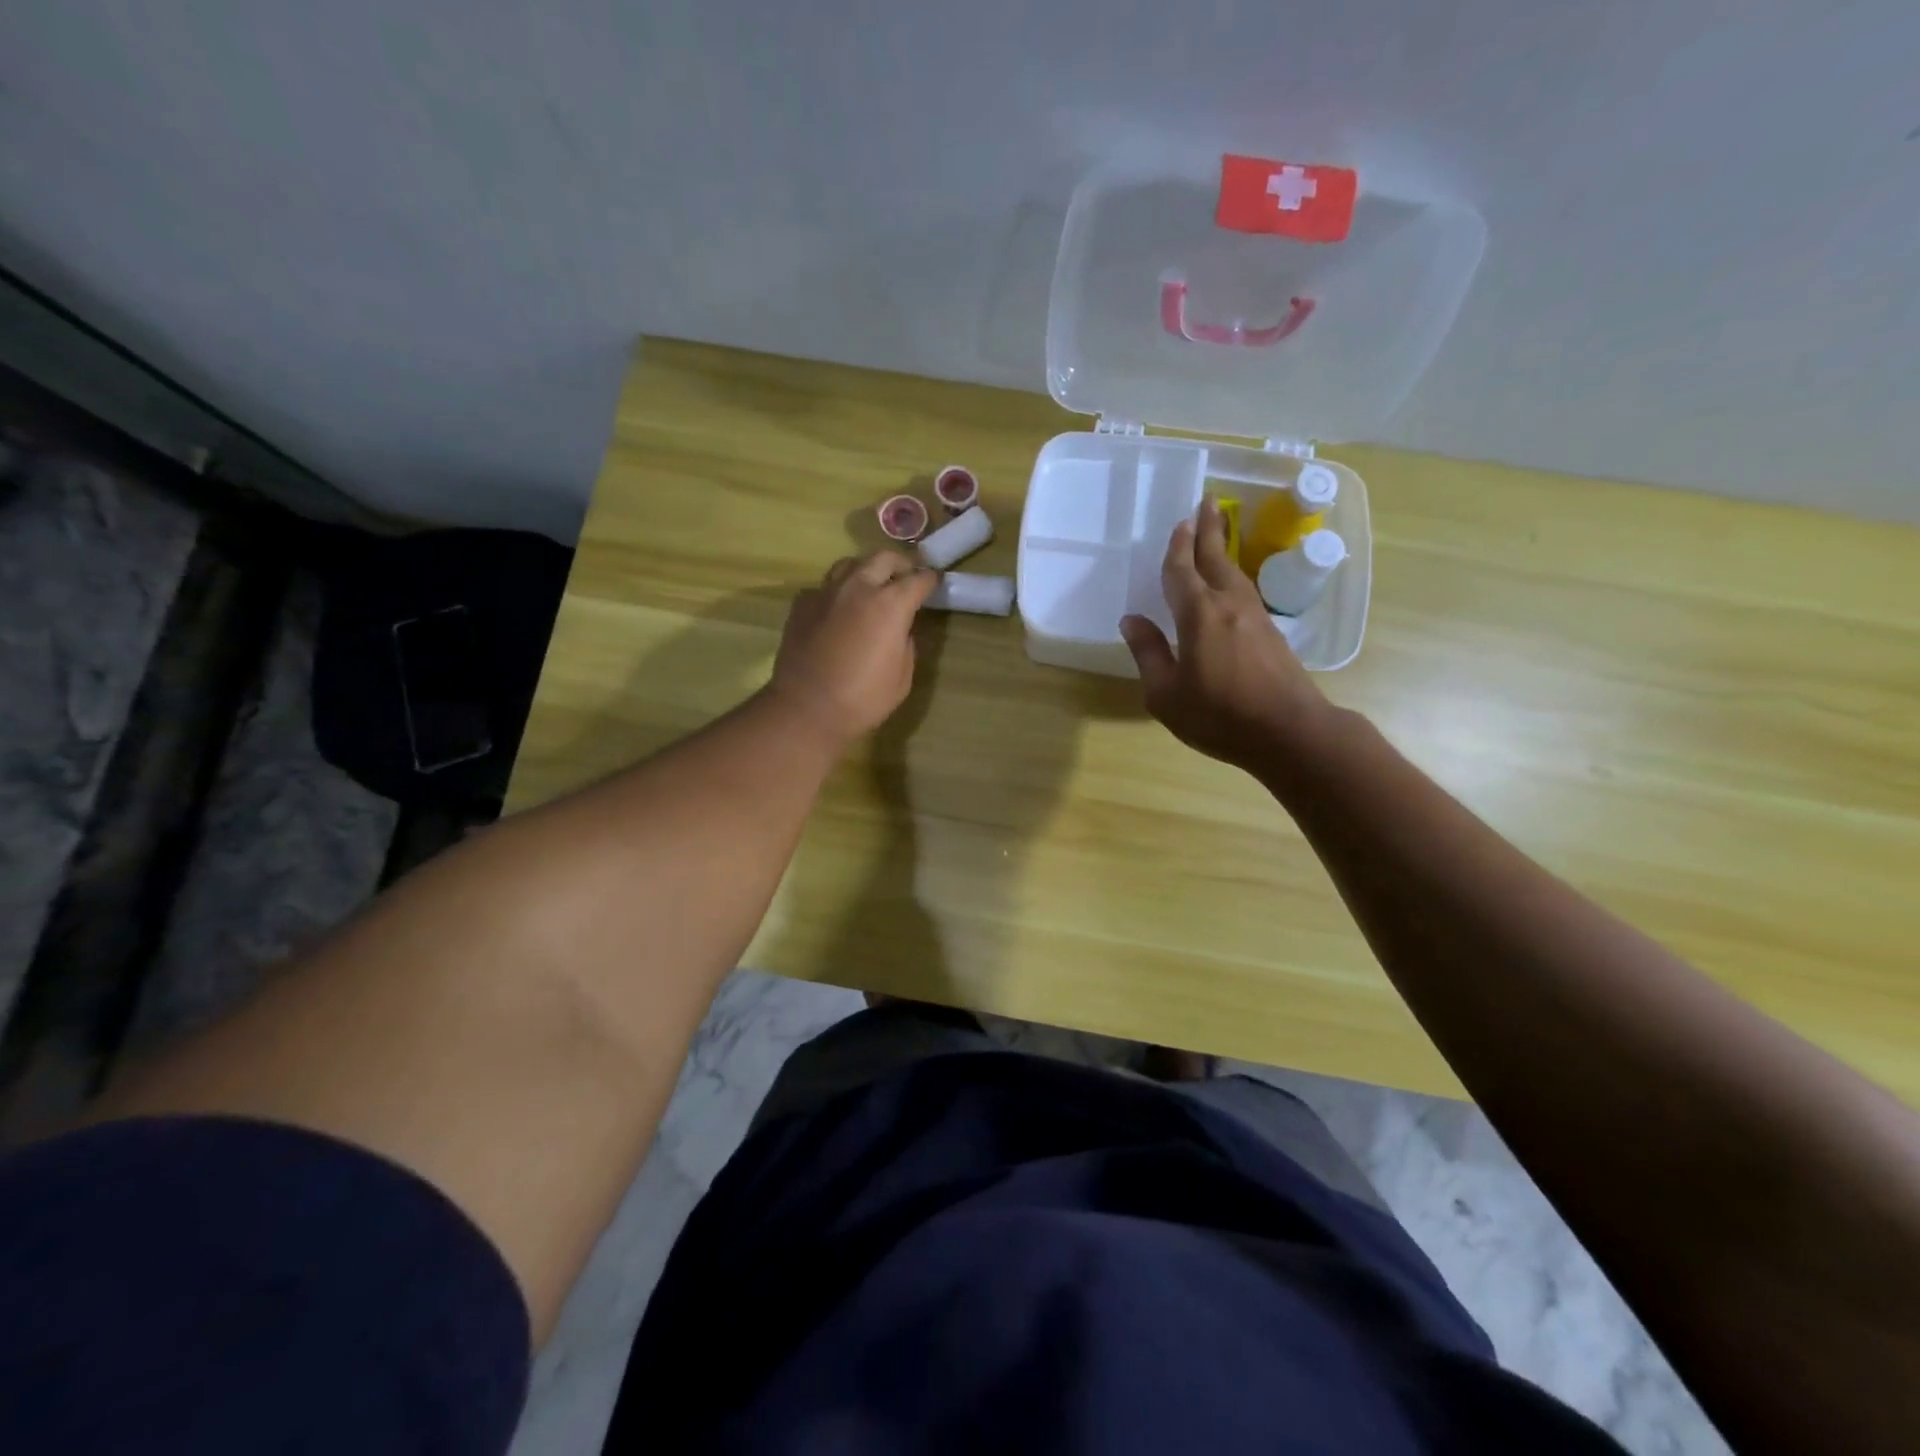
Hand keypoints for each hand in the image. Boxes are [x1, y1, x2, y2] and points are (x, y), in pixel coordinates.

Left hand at [767, 551, 938, 748]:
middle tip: (907, 577)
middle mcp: (858, 588)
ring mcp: (826, 592)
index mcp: (890, 604)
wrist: (806, 709)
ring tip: (872, 585)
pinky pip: (825, 587)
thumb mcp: (902, 677)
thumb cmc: (863, 699)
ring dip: (867, 570)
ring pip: (850, 564)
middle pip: (883, 558)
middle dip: (900, 564)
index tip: (935, 581)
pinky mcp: (802, 604)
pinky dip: (838, 591)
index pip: (918, 579)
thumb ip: (906, 643)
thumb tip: (902, 629)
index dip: (930, 579)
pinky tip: (840, 609)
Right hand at [1120, 496, 1332, 773]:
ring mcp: (1255, 617)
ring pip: (1235, 573)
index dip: (1178, 548)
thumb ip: (1149, 653)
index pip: (1182, 572)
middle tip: (1208, 502)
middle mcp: (1229, 605)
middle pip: (1216, 559)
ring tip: (1216, 535)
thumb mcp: (1166, 694)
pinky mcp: (1271, 633)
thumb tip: (1131, 620)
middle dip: (1209, 530)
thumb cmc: (1219, 715)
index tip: (1180, 522)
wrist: (1289, 732)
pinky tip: (1230, 584)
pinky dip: (1233, 575)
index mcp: (1199, 615)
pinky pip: (1245, 591)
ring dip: (1223, 550)